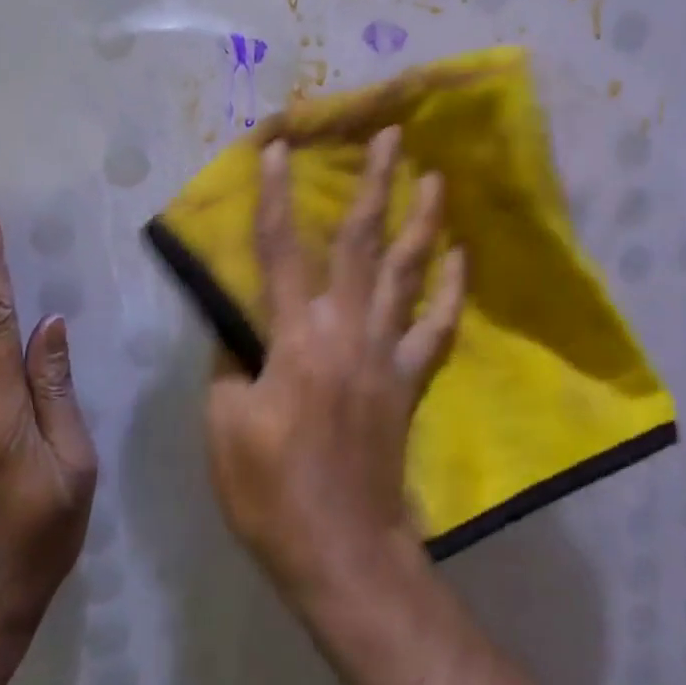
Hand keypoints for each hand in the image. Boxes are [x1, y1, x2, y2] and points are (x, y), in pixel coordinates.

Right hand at [206, 127, 465, 602]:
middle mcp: (345, 332)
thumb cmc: (270, 492)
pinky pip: (436, 328)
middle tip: (392, 134)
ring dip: (422, 221)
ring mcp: (385, 355)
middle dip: (374, 184)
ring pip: (407, 274)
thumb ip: (229, 365)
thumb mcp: (224, 426)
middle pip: (362, 244)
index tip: (280, 149)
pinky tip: (461, 257)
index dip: (276, 196)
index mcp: (294, 339)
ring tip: (436, 176)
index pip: (280, 251)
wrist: (341, 550)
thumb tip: (238, 330)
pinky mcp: (408, 381)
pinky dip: (451, 290)